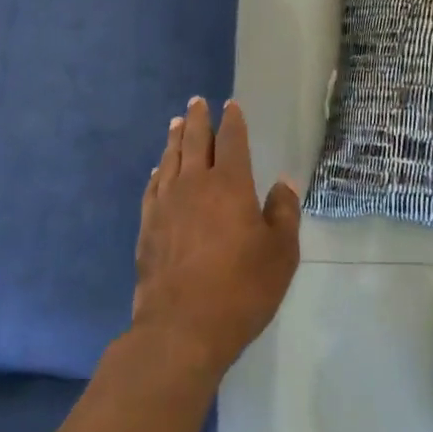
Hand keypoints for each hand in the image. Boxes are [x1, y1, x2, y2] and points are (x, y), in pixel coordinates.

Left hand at [132, 98, 301, 376]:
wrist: (181, 329)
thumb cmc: (241, 289)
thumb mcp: (281, 254)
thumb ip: (284, 213)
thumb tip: (284, 182)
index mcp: (230, 184)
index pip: (231, 140)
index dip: (232, 121)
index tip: (230, 106)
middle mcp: (195, 184)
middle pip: (195, 141)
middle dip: (197, 119)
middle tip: (196, 102)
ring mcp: (167, 204)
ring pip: (171, 159)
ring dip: (175, 138)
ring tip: (176, 123)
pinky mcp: (148, 227)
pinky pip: (153, 187)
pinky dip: (158, 172)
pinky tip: (158, 170)